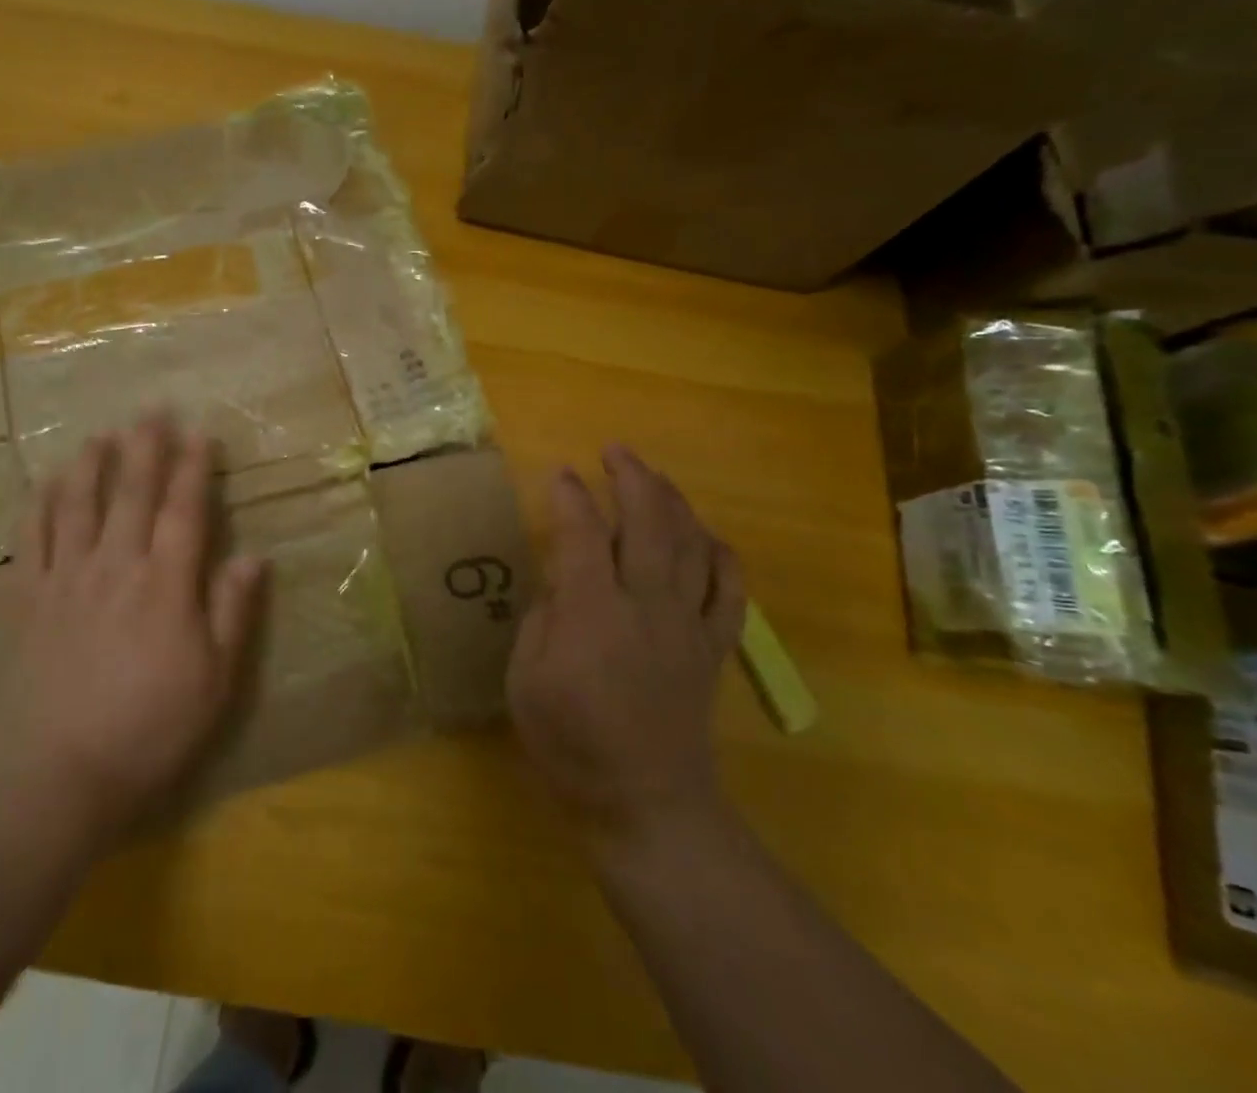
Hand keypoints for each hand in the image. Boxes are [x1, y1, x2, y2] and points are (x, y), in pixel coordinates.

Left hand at [0, 416, 265, 843]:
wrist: (56, 775)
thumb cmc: (149, 728)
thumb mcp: (214, 680)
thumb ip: (232, 613)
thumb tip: (254, 556)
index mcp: (165, 584)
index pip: (184, 511)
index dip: (194, 469)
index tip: (199, 433)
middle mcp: (115, 567)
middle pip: (131, 494)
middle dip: (145, 448)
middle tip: (151, 410)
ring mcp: (66, 580)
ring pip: (78, 506)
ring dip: (91, 465)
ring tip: (100, 434)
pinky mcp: (28, 602)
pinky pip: (31, 541)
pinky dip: (38, 507)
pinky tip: (45, 485)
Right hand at [507, 444, 744, 850]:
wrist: (645, 806)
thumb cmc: (571, 745)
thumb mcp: (525, 680)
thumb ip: (541, 619)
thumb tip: (560, 581)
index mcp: (593, 613)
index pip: (583, 534)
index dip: (571, 497)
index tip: (561, 473)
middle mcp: (647, 605)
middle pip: (648, 523)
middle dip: (633, 478)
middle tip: (615, 450)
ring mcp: (688, 625)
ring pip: (691, 545)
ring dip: (673, 502)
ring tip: (654, 477)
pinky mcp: (713, 648)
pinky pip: (730, 590)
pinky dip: (721, 555)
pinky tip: (706, 536)